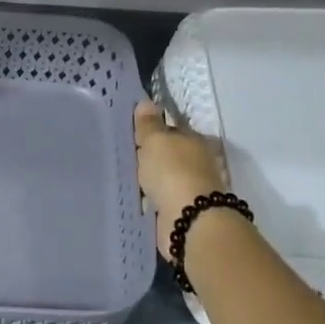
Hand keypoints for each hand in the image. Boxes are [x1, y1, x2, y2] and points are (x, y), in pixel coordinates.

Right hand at [134, 102, 228, 257]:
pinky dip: (153, 199)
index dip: (153, 131)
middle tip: (126, 156)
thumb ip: (149, 124)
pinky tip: (138, 199)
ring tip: (128, 178)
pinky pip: (163, 200)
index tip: (133, 135)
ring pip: (167, 178)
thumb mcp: (155, 140)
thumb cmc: (172, 172)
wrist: (190, 220)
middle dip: (153, 156)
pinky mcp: (184, 211)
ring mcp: (193, 188)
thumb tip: (147, 102)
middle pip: (171, 155)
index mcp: (194, 140)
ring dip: (153, 180)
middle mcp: (198, 162)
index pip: (172, 129)